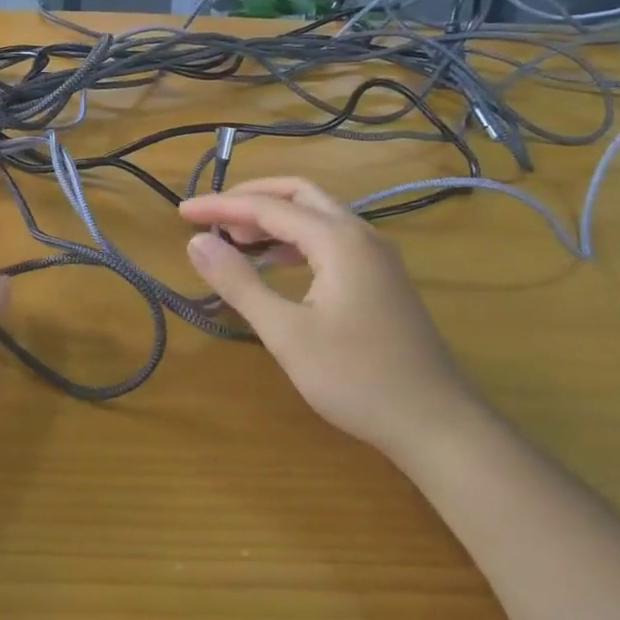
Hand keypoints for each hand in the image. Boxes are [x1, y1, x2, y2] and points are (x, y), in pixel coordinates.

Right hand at [180, 177, 476, 455]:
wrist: (438, 424)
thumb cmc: (356, 378)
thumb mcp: (286, 332)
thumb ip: (239, 282)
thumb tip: (197, 241)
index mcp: (338, 240)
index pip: (268, 207)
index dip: (221, 207)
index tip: (182, 213)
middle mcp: (361, 235)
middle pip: (299, 195)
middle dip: (251, 198)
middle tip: (211, 216)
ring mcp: (377, 257)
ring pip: (318, 216)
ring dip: (274, 218)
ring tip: (235, 239)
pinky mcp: (382, 280)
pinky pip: (331, 240)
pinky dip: (295, 241)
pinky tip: (276, 264)